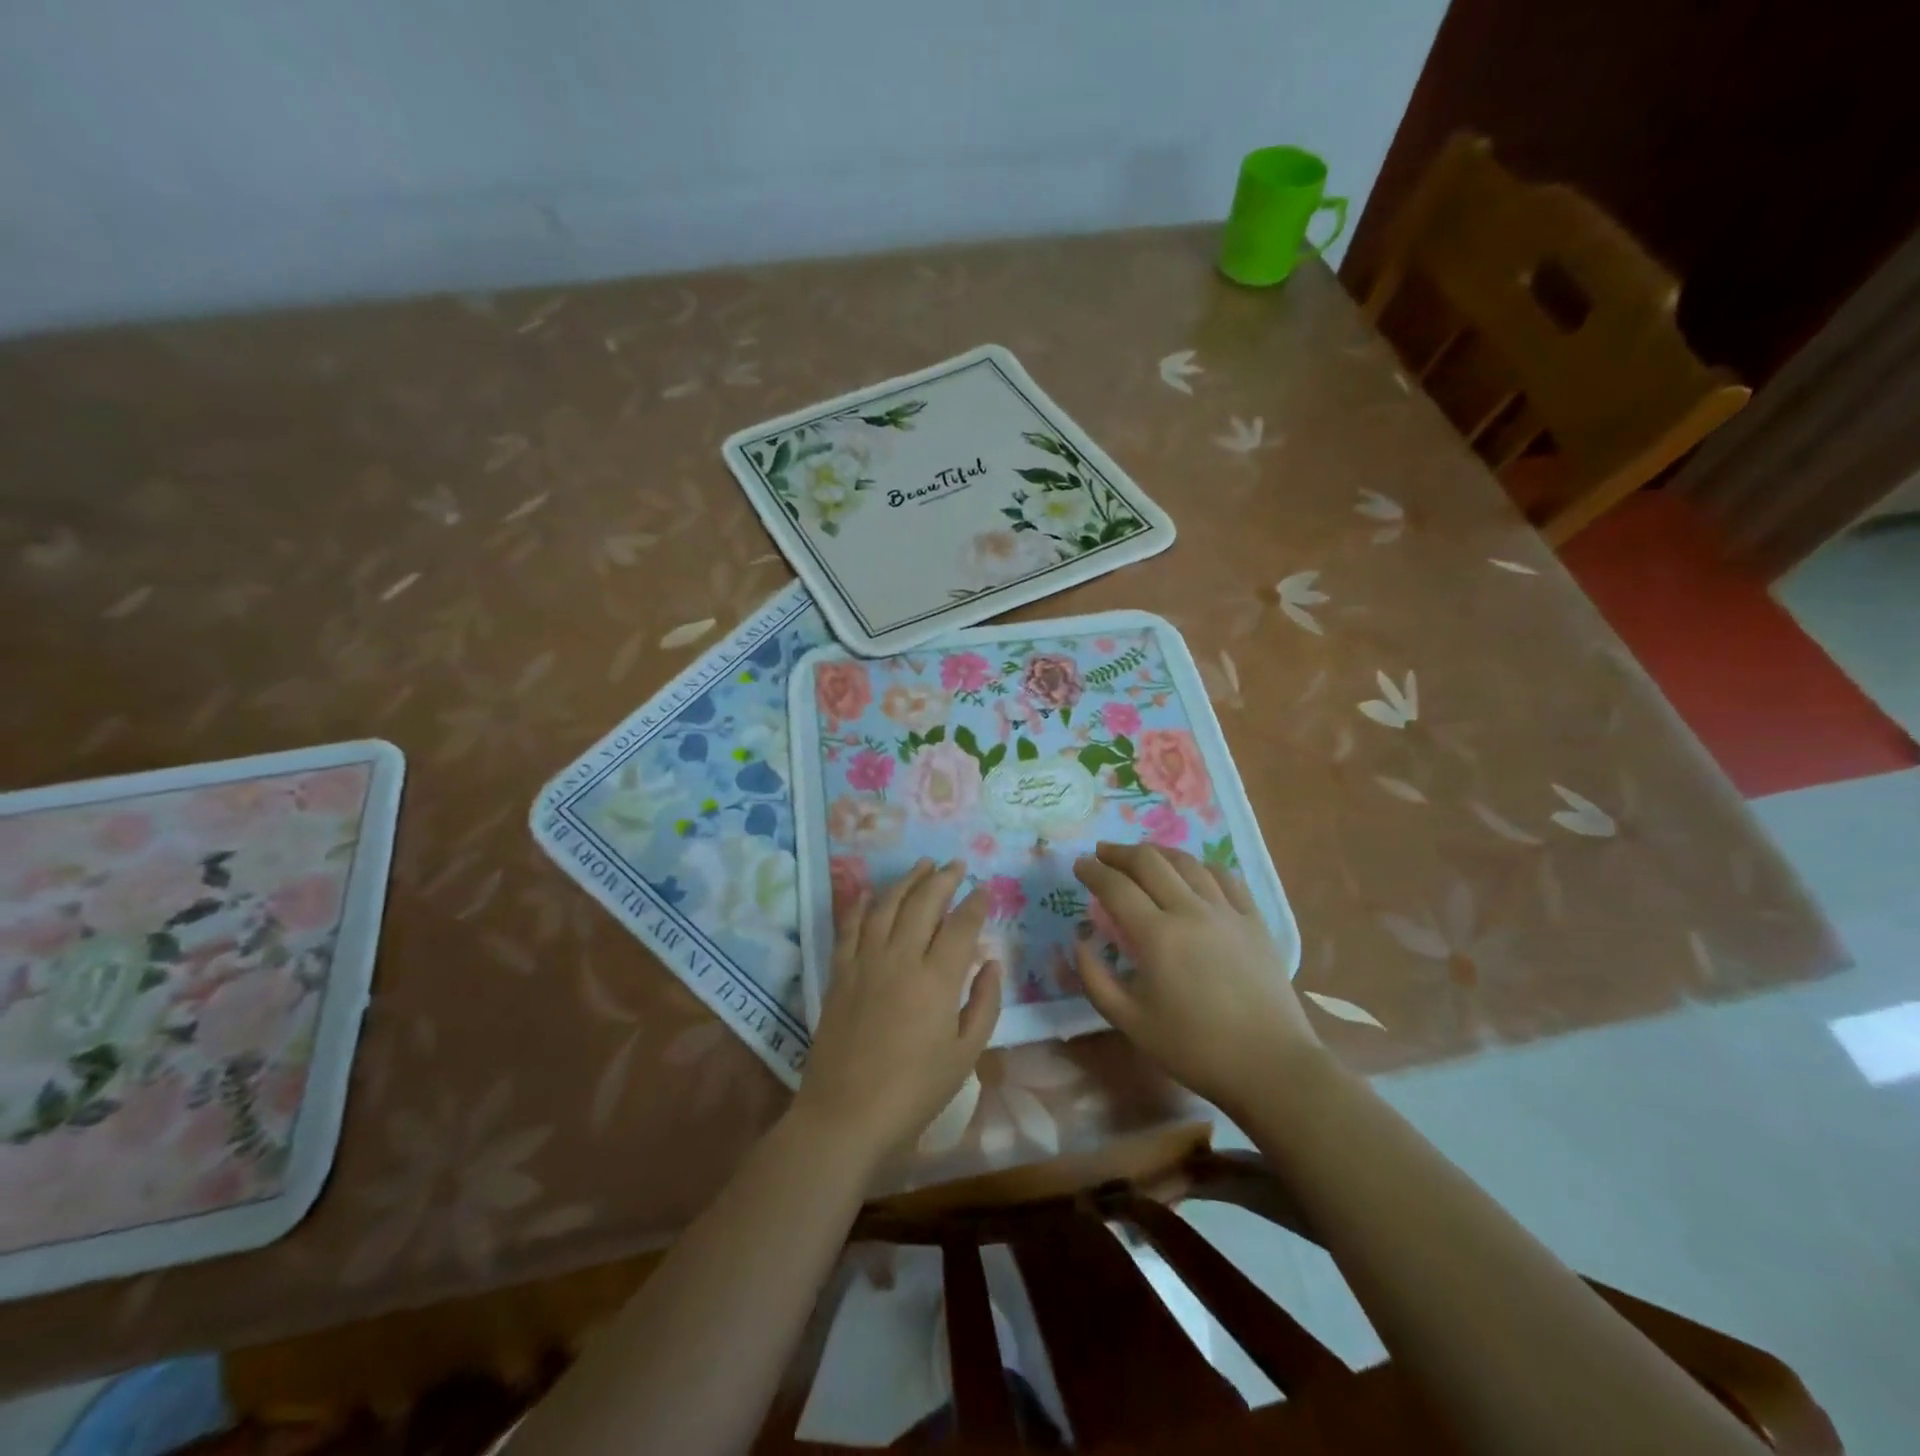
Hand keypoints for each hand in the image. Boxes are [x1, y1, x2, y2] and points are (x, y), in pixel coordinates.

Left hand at [792, 859, 1001, 1161]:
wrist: (846, 1114)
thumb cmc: (914, 1091)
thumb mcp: (965, 1055)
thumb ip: (984, 1003)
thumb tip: (992, 962)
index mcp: (937, 980)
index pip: (961, 925)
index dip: (975, 903)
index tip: (984, 889)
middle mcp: (901, 958)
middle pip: (924, 903)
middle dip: (943, 879)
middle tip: (956, 864)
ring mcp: (865, 961)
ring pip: (887, 905)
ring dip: (907, 881)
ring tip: (922, 864)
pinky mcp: (840, 972)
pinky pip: (850, 926)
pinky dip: (861, 903)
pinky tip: (870, 891)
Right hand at [1073, 842, 1320, 1115]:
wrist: (1270, 1066)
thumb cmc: (1194, 1048)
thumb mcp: (1130, 1022)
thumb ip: (1095, 978)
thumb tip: (1080, 939)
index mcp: (1157, 936)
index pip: (1116, 887)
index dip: (1093, 871)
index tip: (1079, 865)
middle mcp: (1190, 911)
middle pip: (1150, 862)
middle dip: (1120, 852)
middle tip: (1102, 854)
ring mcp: (1227, 911)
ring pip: (1187, 862)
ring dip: (1157, 853)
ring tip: (1142, 856)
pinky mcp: (1254, 920)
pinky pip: (1225, 877)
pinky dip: (1200, 866)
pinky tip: (1193, 871)